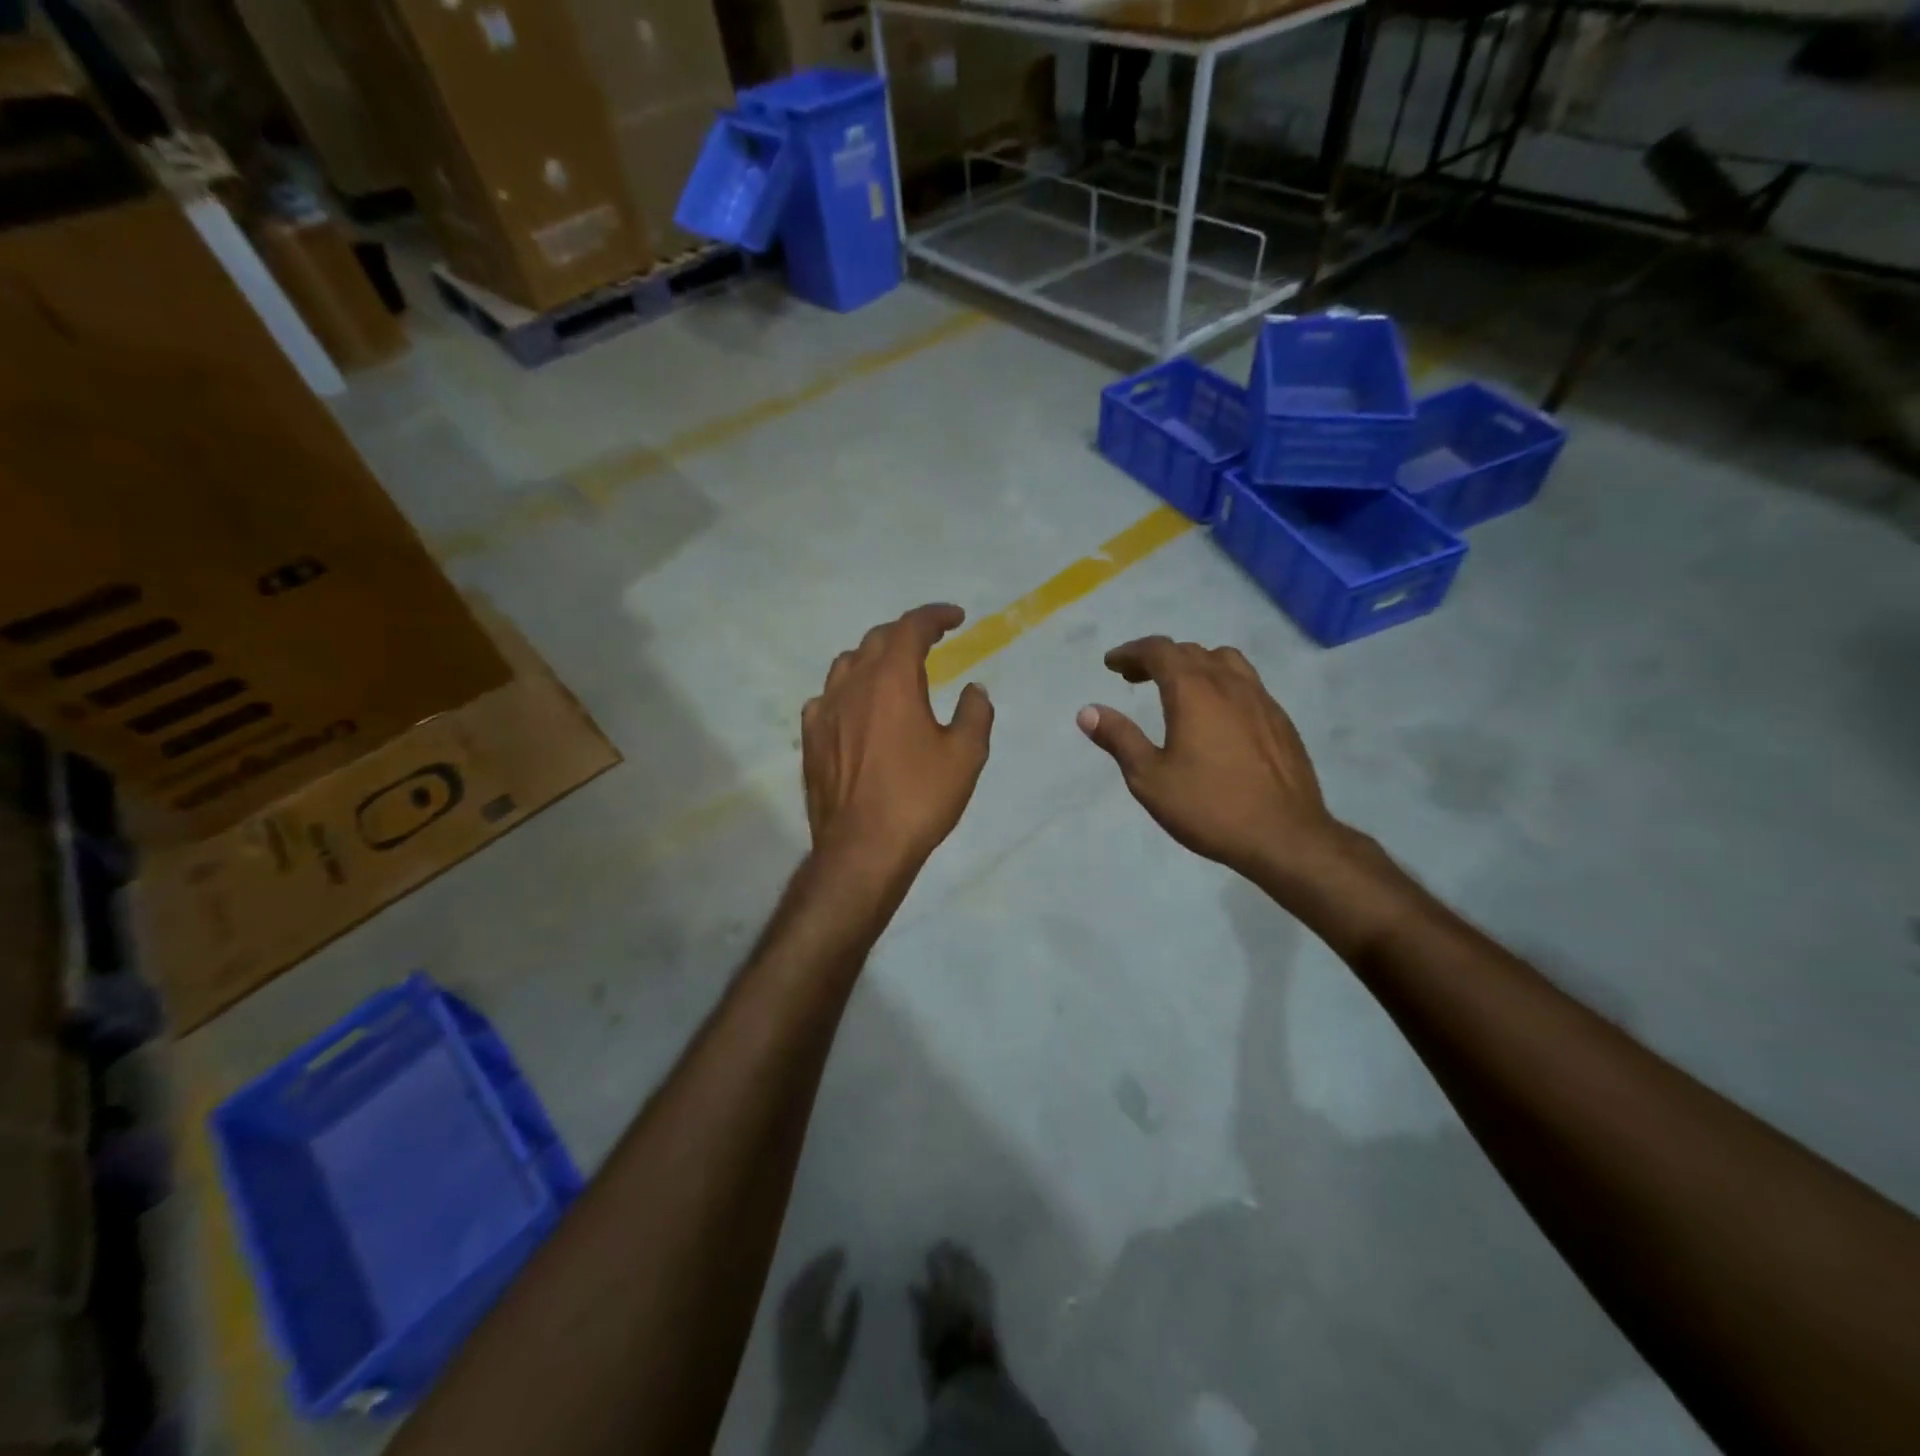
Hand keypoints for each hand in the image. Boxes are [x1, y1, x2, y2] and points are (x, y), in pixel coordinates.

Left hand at [802, 604, 992, 869]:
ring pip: (847, 664)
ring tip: (893, 671)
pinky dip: (848, 690)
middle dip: (906, 633)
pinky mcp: (811, 738)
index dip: (934, 616)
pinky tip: (858, 709)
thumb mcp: (965, 756)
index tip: (956, 618)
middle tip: (931, 643)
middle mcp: (853, 684)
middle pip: (876, 639)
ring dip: (873, 657)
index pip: (911, 627)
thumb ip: (975, 713)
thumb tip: (974, 689)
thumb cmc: (919, 798)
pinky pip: (827, 697)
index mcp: (891, 680)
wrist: (862, 848)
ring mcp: (825, 710)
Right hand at [1077, 636, 1343, 884]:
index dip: (1131, 652)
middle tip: (1134, 676)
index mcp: (1193, 691)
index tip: (1112, 664)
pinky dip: (1221, 682)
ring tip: (1178, 686)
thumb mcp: (1149, 778)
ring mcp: (1261, 699)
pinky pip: (1246, 683)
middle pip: (1190, 651)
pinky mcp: (1280, 720)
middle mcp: (1229, 683)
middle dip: (1158, 657)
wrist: (1284, 836)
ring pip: (1224, 661)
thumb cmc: (1209, 807)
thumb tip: (1088, 711)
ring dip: (1194, 664)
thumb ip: (1119, 738)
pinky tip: (1217, 713)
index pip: (1159, 651)